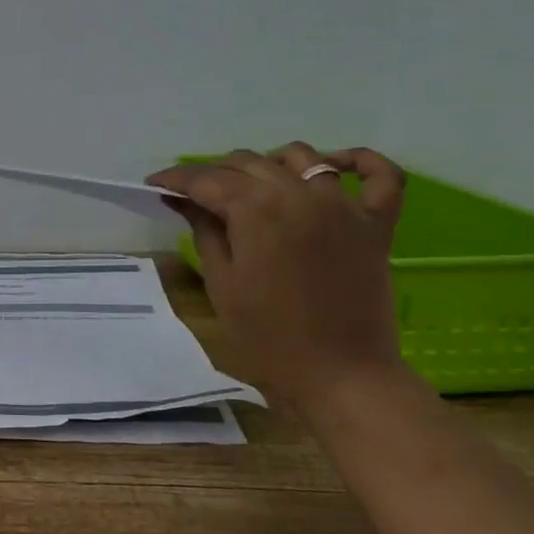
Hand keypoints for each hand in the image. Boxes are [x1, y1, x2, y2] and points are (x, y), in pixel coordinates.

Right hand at [146, 144, 409, 408]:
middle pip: (249, 163)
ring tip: (251, 186)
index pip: (207, 179)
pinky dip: (359, 161)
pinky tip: (334, 163)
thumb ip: (204, 230)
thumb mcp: (222, 282)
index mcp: (258, 210)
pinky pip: (379, 176)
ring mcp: (344, 206)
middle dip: (214, 173)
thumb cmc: (268, 336)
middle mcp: (301, 194)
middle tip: (193, 195)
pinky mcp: (375, 224)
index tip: (155, 184)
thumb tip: (185, 198)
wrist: (341, 376)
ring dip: (268, 163)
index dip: (176, 178)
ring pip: (301, 157)